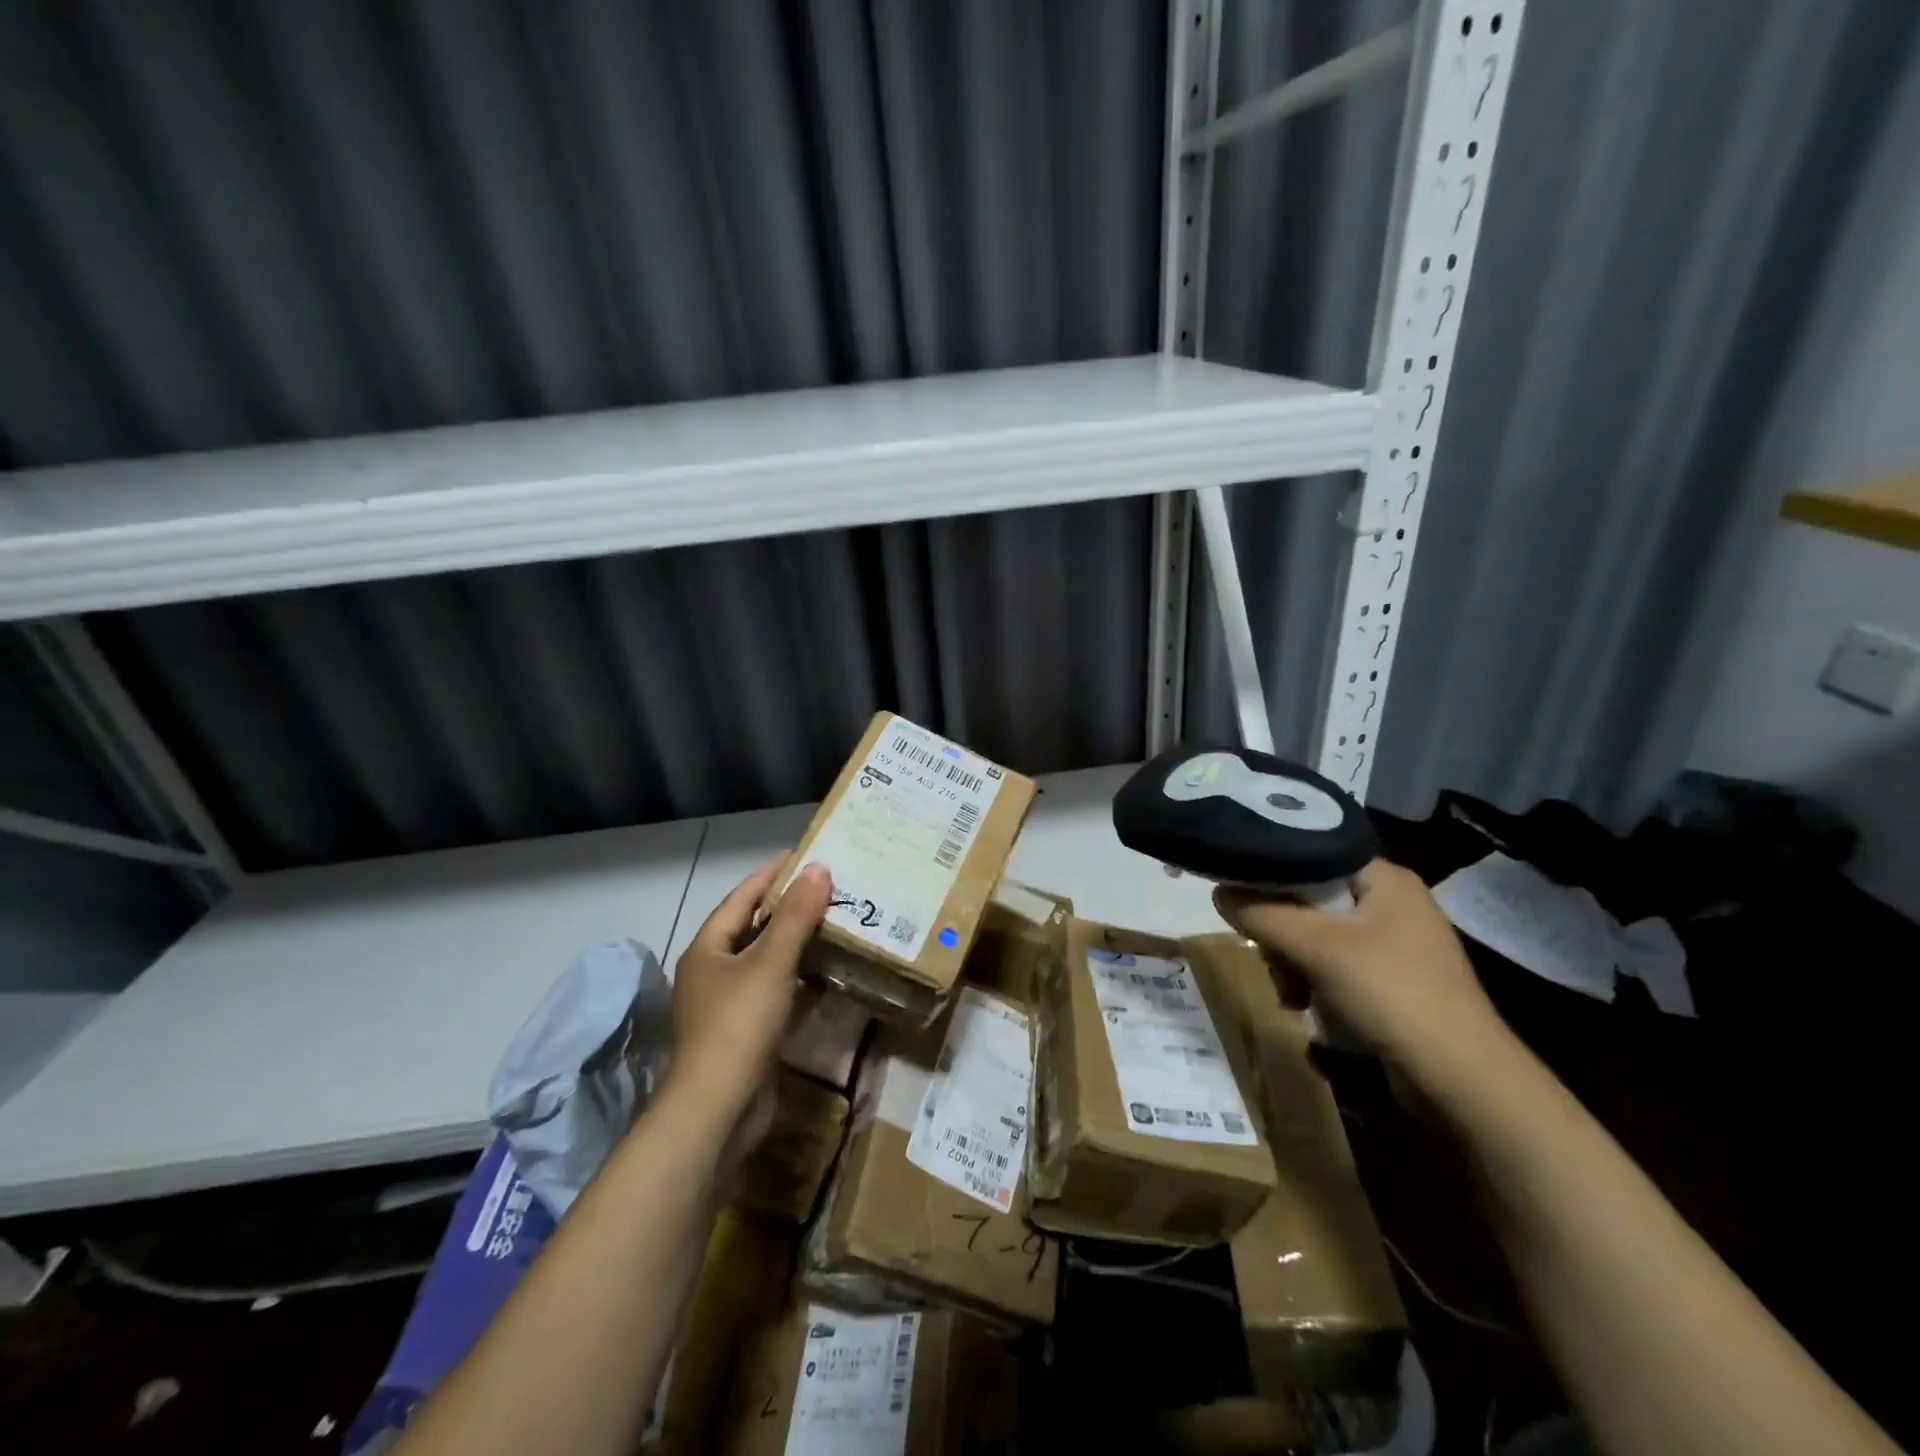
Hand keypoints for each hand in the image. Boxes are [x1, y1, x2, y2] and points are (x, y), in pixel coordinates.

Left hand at [669, 857, 832, 1142]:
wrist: (718, 1109)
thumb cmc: (738, 1024)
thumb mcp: (771, 963)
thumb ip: (796, 916)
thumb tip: (819, 868)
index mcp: (708, 948)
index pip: (741, 897)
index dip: (771, 874)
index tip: (803, 855)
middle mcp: (714, 971)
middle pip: (754, 928)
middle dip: (789, 908)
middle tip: (828, 888)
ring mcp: (729, 1004)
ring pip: (767, 961)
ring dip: (797, 943)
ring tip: (835, 923)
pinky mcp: (747, 1031)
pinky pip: (776, 992)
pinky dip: (800, 979)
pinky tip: (828, 974)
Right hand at [1214, 858, 1507, 1084]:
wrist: (1464, 1082)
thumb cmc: (1392, 994)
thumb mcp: (1316, 947)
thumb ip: (1262, 913)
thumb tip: (1217, 890)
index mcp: (1385, 879)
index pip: (1313, 853)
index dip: (1272, 870)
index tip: (1239, 893)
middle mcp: (1391, 904)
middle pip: (1309, 899)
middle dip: (1281, 933)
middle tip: (1270, 958)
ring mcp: (1394, 946)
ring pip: (1316, 938)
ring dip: (1292, 966)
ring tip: (1290, 997)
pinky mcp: (1392, 983)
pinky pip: (1334, 968)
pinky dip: (1314, 986)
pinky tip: (1306, 1010)